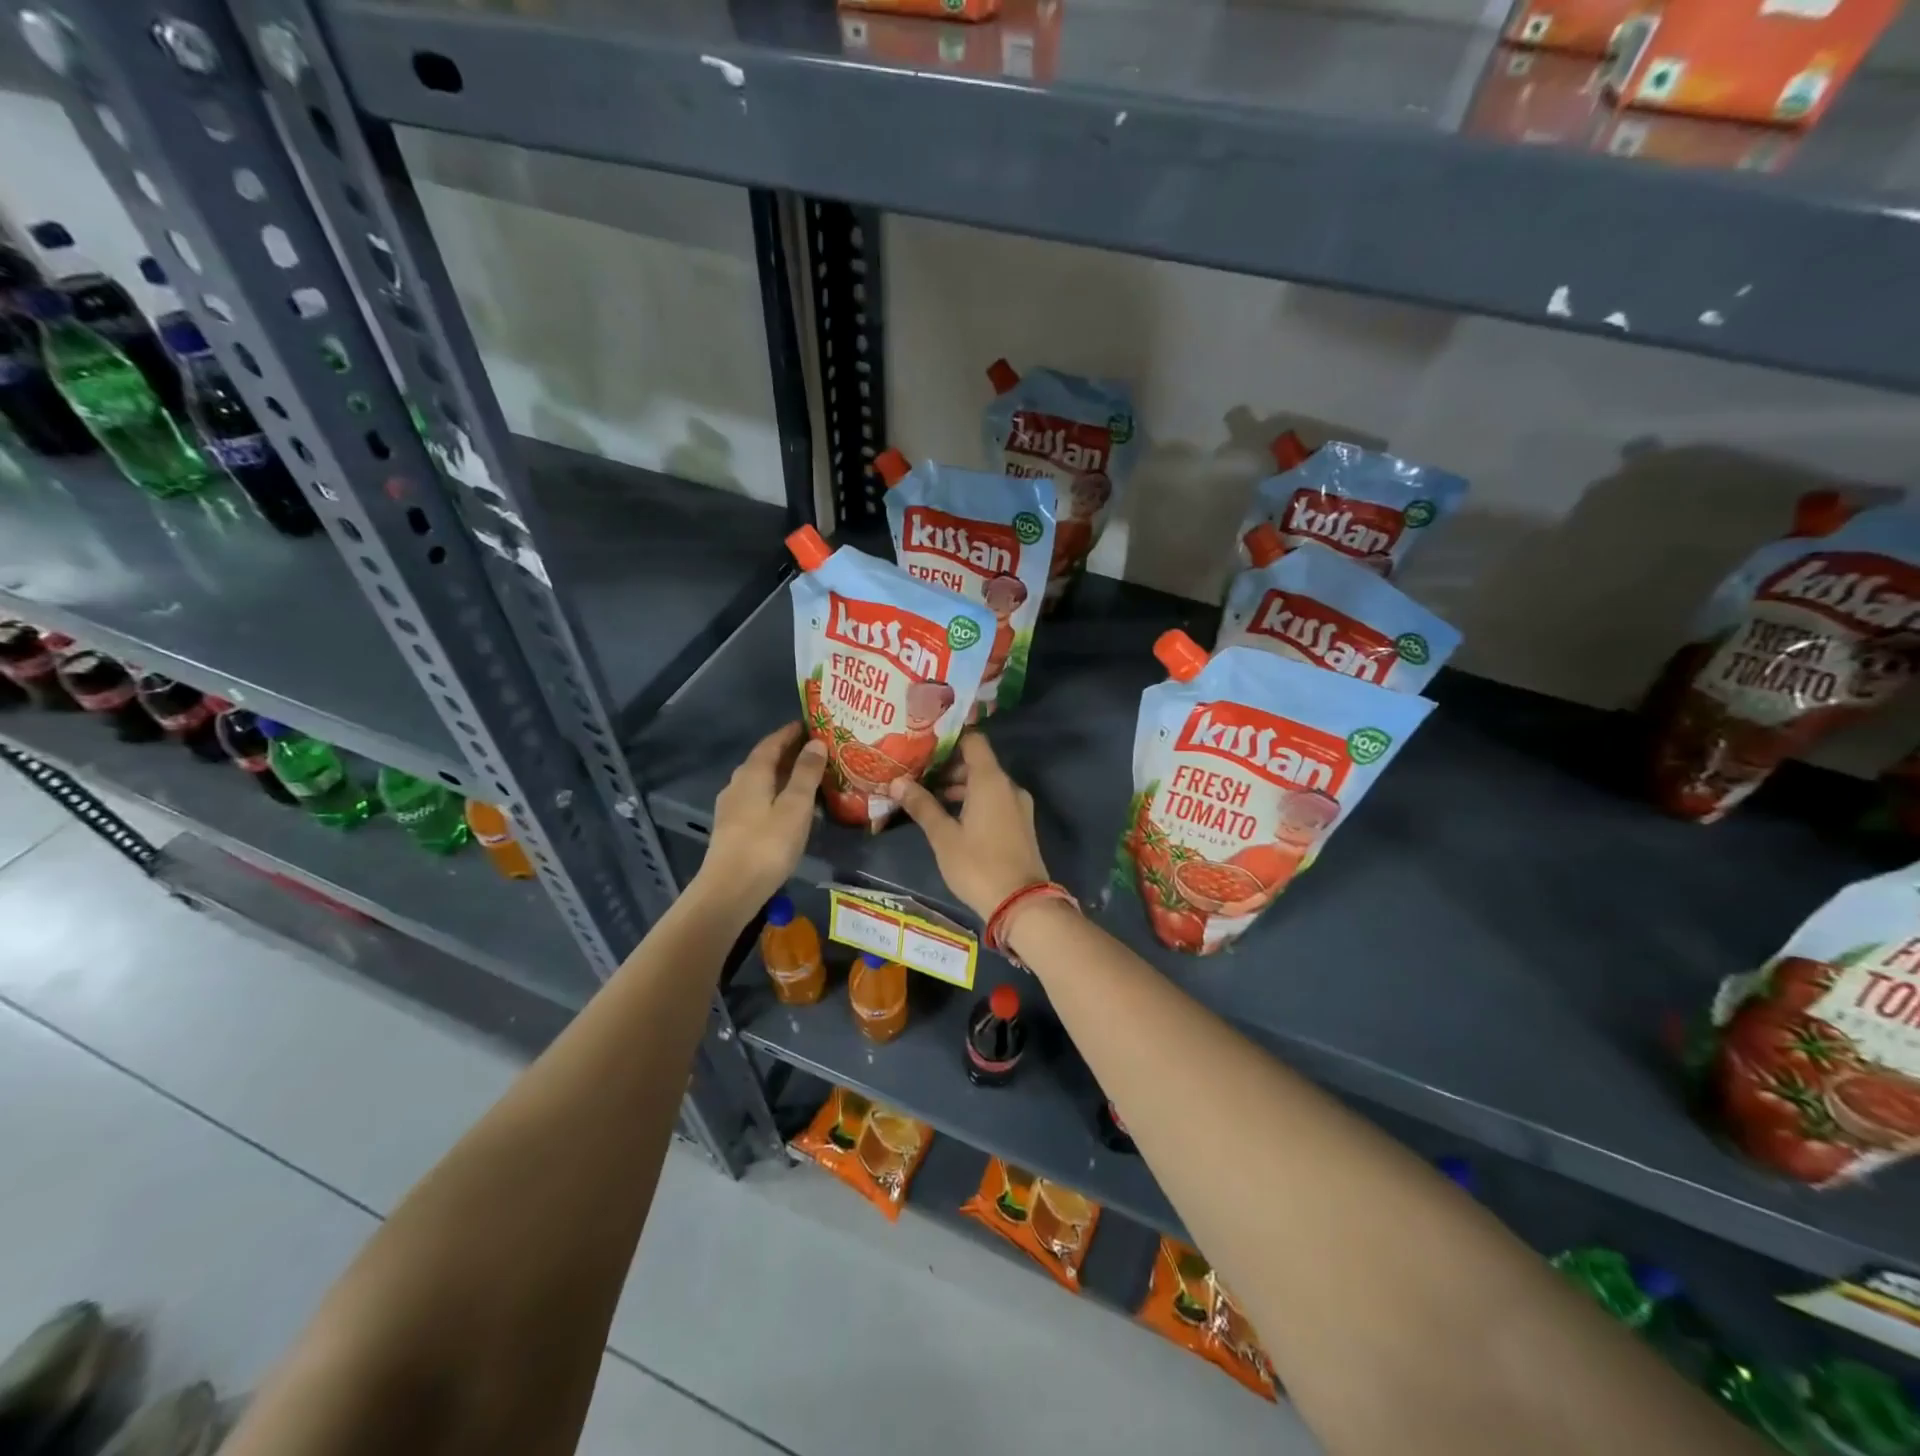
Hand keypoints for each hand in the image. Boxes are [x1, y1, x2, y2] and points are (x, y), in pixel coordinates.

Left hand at [695, 723, 826, 914]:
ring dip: (781, 775)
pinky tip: (788, 806)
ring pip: (759, 781)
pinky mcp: (732, 828)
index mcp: (752, 773)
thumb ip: (806, 773)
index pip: (772, 742)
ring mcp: (731, 807)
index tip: (810, 725)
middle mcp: (737, 784)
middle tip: (816, 749)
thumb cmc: (767, 845)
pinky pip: (757, 799)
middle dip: (788, 752)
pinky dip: (774, 793)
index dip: (791, 732)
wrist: (729, 890)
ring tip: (807, 776)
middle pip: (764, 760)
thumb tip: (816, 742)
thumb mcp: (795, 806)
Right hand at [886, 733, 1049, 921]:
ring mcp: (1018, 805)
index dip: (949, 739)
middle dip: (948, 767)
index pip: (973, 741)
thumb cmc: (978, 865)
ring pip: (986, 784)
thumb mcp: (943, 836)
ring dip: (959, 787)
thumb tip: (897, 782)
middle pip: (978, 763)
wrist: (1021, 903)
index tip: (923, 744)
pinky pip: (994, 800)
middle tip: (917, 774)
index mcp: (991, 780)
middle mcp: (1008, 786)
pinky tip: (950, 817)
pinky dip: (973, 801)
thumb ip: (922, 806)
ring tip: (927, 797)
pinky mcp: (1020, 824)